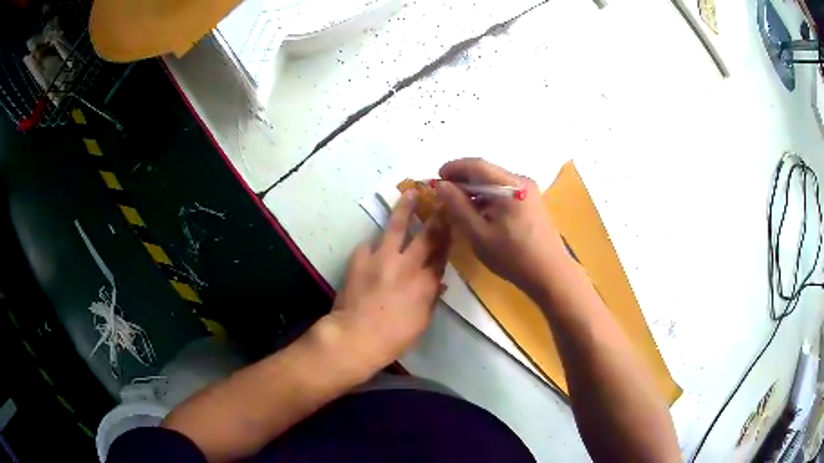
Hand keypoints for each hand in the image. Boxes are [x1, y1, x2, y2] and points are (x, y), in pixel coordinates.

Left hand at [326, 190, 449, 373]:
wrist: (356, 336)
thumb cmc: (394, 336)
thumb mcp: (422, 321)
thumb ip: (431, 297)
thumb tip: (438, 282)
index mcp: (426, 282)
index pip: (442, 254)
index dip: (449, 236)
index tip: (453, 221)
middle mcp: (408, 264)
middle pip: (427, 234)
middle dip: (436, 215)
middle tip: (442, 198)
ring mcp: (382, 258)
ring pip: (397, 227)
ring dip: (406, 208)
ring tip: (411, 192)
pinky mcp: (360, 257)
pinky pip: (369, 245)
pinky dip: (373, 246)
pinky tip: (373, 248)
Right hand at [435, 158, 569, 294]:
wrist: (550, 273)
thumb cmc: (513, 256)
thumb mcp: (479, 234)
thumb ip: (457, 206)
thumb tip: (441, 185)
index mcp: (510, 185)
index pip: (476, 165)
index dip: (453, 168)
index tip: (436, 179)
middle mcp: (521, 181)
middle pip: (486, 171)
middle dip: (463, 179)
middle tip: (444, 194)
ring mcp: (529, 191)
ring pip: (495, 182)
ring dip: (475, 190)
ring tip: (458, 206)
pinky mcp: (532, 202)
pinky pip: (504, 192)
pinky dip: (488, 198)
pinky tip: (479, 213)